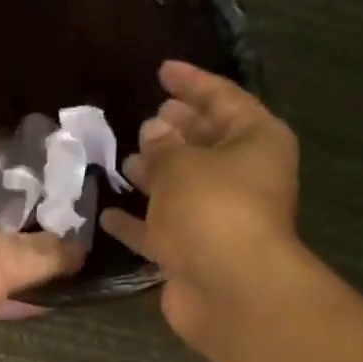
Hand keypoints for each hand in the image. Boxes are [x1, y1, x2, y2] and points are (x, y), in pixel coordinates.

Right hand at [100, 61, 300, 349]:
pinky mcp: (195, 255)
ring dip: (155, 176)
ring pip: (182, 189)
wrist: (228, 290)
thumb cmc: (213, 209)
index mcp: (255, 142)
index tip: (161, 71)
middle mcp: (243, 178)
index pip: (223, 98)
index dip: (191, 83)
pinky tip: (107, 214)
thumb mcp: (182, 165)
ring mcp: (219, 220)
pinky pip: (162, 231)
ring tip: (123, 159)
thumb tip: (153, 131)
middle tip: (146, 118)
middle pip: (206, 145)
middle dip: (176, 131)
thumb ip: (163, 146)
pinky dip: (137, 223)